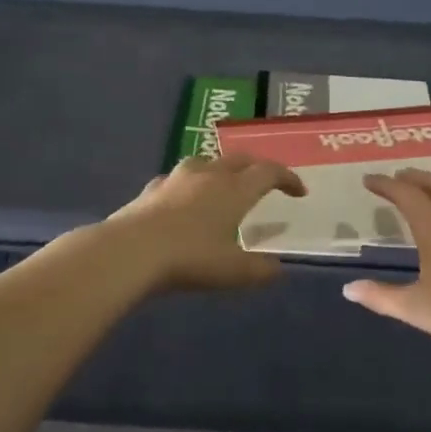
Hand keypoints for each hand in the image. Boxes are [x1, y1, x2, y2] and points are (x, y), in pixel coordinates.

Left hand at [104, 153, 306, 290]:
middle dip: (257, 167)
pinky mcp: (151, 190)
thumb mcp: (234, 272)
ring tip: (223, 185)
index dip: (288, 179)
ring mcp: (176, 179)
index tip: (299, 191)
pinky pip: (176, 179)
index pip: (269, 172)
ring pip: (205, 162)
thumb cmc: (191, 259)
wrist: (131, 252)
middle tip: (266, 181)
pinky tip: (182, 199)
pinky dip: (188, 185)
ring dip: (221, 169)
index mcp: (235, 189)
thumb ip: (260, 270)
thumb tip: (276, 269)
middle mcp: (208, 175)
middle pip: (239, 159)